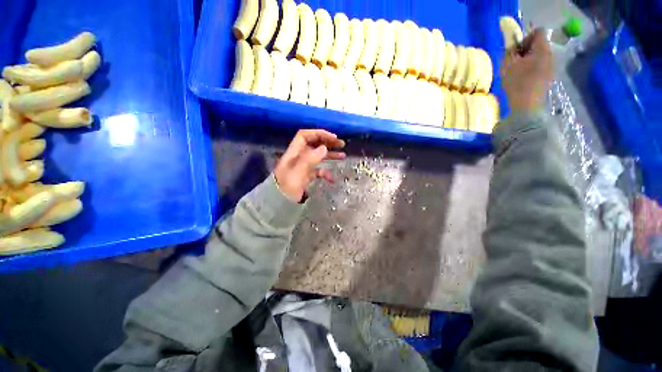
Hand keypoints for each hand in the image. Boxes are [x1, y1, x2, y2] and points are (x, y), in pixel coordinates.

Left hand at [274, 129, 345, 201]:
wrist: (279, 204)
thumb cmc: (287, 187)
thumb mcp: (297, 172)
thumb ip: (310, 159)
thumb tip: (324, 148)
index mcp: (294, 152)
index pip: (305, 136)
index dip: (319, 133)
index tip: (333, 137)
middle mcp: (299, 157)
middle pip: (314, 144)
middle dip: (328, 142)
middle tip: (341, 144)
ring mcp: (303, 167)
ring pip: (318, 156)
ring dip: (330, 155)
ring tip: (342, 155)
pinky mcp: (307, 176)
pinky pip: (318, 171)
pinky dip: (326, 173)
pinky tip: (332, 179)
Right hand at [501, 28, 554, 112]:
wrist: (527, 106)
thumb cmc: (516, 82)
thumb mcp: (507, 64)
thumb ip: (510, 51)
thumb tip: (512, 45)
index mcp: (542, 48)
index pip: (538, 32)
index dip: (526, 37)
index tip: (516, 50)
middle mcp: (550, 54)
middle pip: (540, 44)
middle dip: (527, 50)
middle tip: (514, 62)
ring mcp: (551, 67)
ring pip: (540, 56)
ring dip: (529, 61)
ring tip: (518, 72)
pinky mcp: (549, 77)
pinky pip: (541, 67)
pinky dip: (532, 69)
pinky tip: (524, 80)